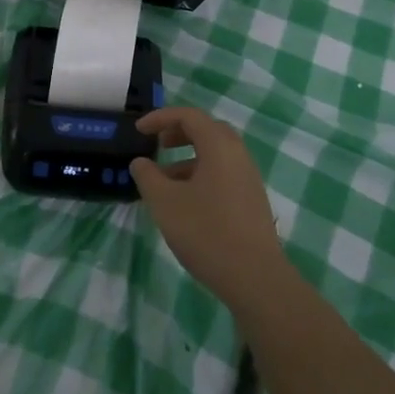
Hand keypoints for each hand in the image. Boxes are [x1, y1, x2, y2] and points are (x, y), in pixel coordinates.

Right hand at [131, 107, 288, 311]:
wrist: (255, 277)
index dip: (161, 117)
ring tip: (164, 181)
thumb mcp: (165, 203)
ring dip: (188, 158)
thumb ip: (148, 177)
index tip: (139, 131)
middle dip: (179, 133)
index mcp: (219, 146)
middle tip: (158, 145)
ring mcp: (248, 178)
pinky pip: (223, 174)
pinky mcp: (252, 200)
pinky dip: (201, 175)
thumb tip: (140, 162)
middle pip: (207, 130)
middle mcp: (238, 155)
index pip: (189, 116)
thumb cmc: (206, 232)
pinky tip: (186, 202)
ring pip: (215, 155)